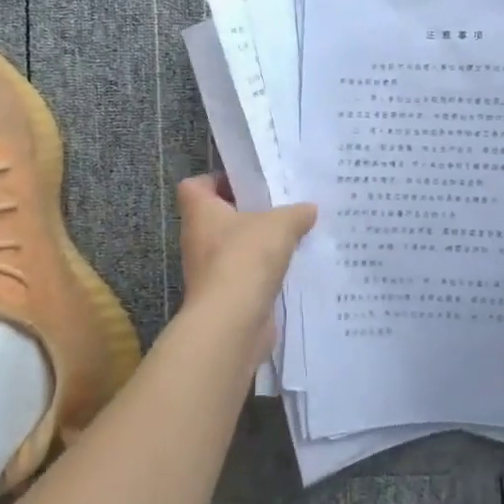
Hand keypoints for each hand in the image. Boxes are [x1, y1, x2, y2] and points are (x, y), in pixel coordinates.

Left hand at [175, 175, 316, 369]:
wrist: (232, 323)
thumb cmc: (245, 258)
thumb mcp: (280, 224)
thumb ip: (296, 213)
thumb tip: (308, 209)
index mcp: (200, 212)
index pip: (195, 186)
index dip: (216, 180)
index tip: (246, 183)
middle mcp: (198, 240)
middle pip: (219, 217)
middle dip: (248, 212)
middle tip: (280, 207)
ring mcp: (209, 271)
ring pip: (234, 248)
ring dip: (259, 245)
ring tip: (293, 236)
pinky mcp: (225, 297)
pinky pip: (246, 276)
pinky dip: (264, 273)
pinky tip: (292, 268)